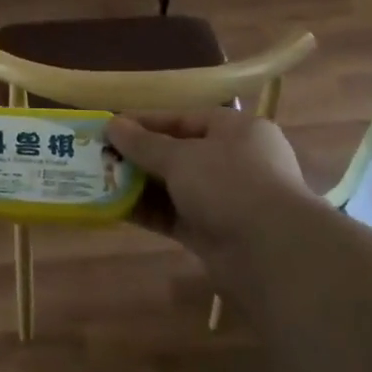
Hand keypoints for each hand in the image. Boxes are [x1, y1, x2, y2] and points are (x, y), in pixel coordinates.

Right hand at [106, 108, 313, 263]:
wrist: (272, 253)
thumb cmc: (229, 184)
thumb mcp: (182, 157)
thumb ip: (144, 143)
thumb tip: (112, 124)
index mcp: (236, 130)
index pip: (184, 119)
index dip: (146, 122)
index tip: (110, 126)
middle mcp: (234, 161)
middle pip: (178, 153)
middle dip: (140, 155)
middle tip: (100, 155)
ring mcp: (226, 199)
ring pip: (175, 187)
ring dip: (140, 185)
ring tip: (100, 180)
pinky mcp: (215, 233)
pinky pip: (175, 215)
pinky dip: (149, 211)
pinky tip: (115, 208)